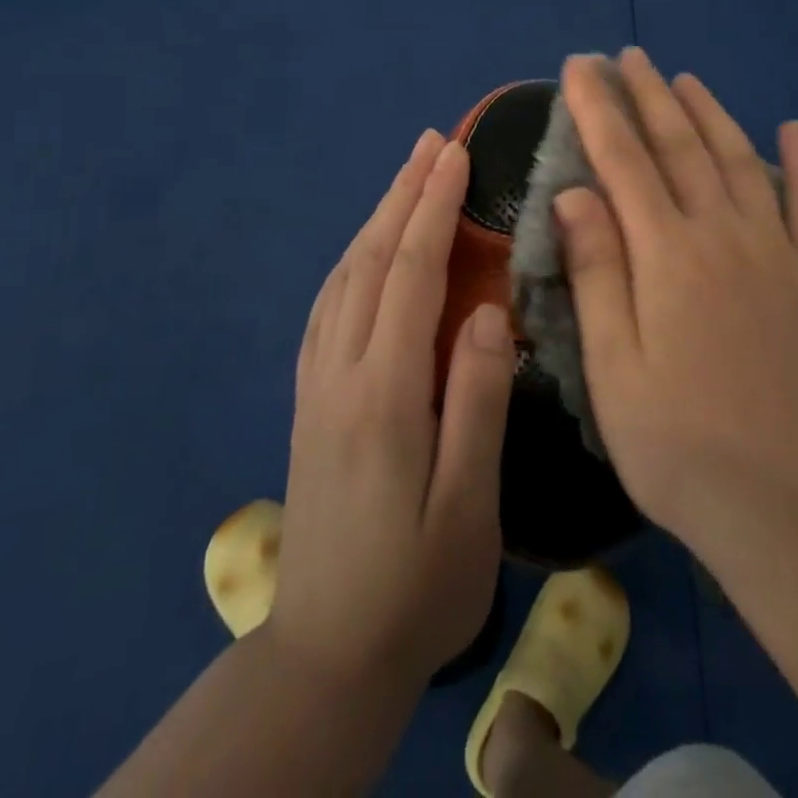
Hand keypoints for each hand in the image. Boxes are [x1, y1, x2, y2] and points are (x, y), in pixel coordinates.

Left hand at [267, 130, 517, 689]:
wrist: (328, 655)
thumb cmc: (418, 584)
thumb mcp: (469, 504)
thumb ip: (478, 400)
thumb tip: (487, 311)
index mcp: (385, 392)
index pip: (411, 273)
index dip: (434, 207)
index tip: (456, 155)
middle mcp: (341, 372)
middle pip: (371, 261)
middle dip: (403, 194)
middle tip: (431, 142)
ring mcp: (317, 385)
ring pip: (344, 278)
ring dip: (376, 218)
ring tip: (405, 178)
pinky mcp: (310, 400)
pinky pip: (327, 306)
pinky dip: (351, 260)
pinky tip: (366, 251)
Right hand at [554, 49, 797, 543]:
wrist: (783, 504)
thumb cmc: (675, 442)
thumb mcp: (612, 365)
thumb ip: (596, 269)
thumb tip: (575, 191)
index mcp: (668, 255)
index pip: (624, 160)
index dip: (600, 109)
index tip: (580, 67)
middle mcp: (724, 235)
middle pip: (681, 146)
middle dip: (650, 95)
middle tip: (628, 56)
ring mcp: (777, 253)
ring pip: (740, 161)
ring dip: (711, 113)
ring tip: (685, 78)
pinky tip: (794, 129)